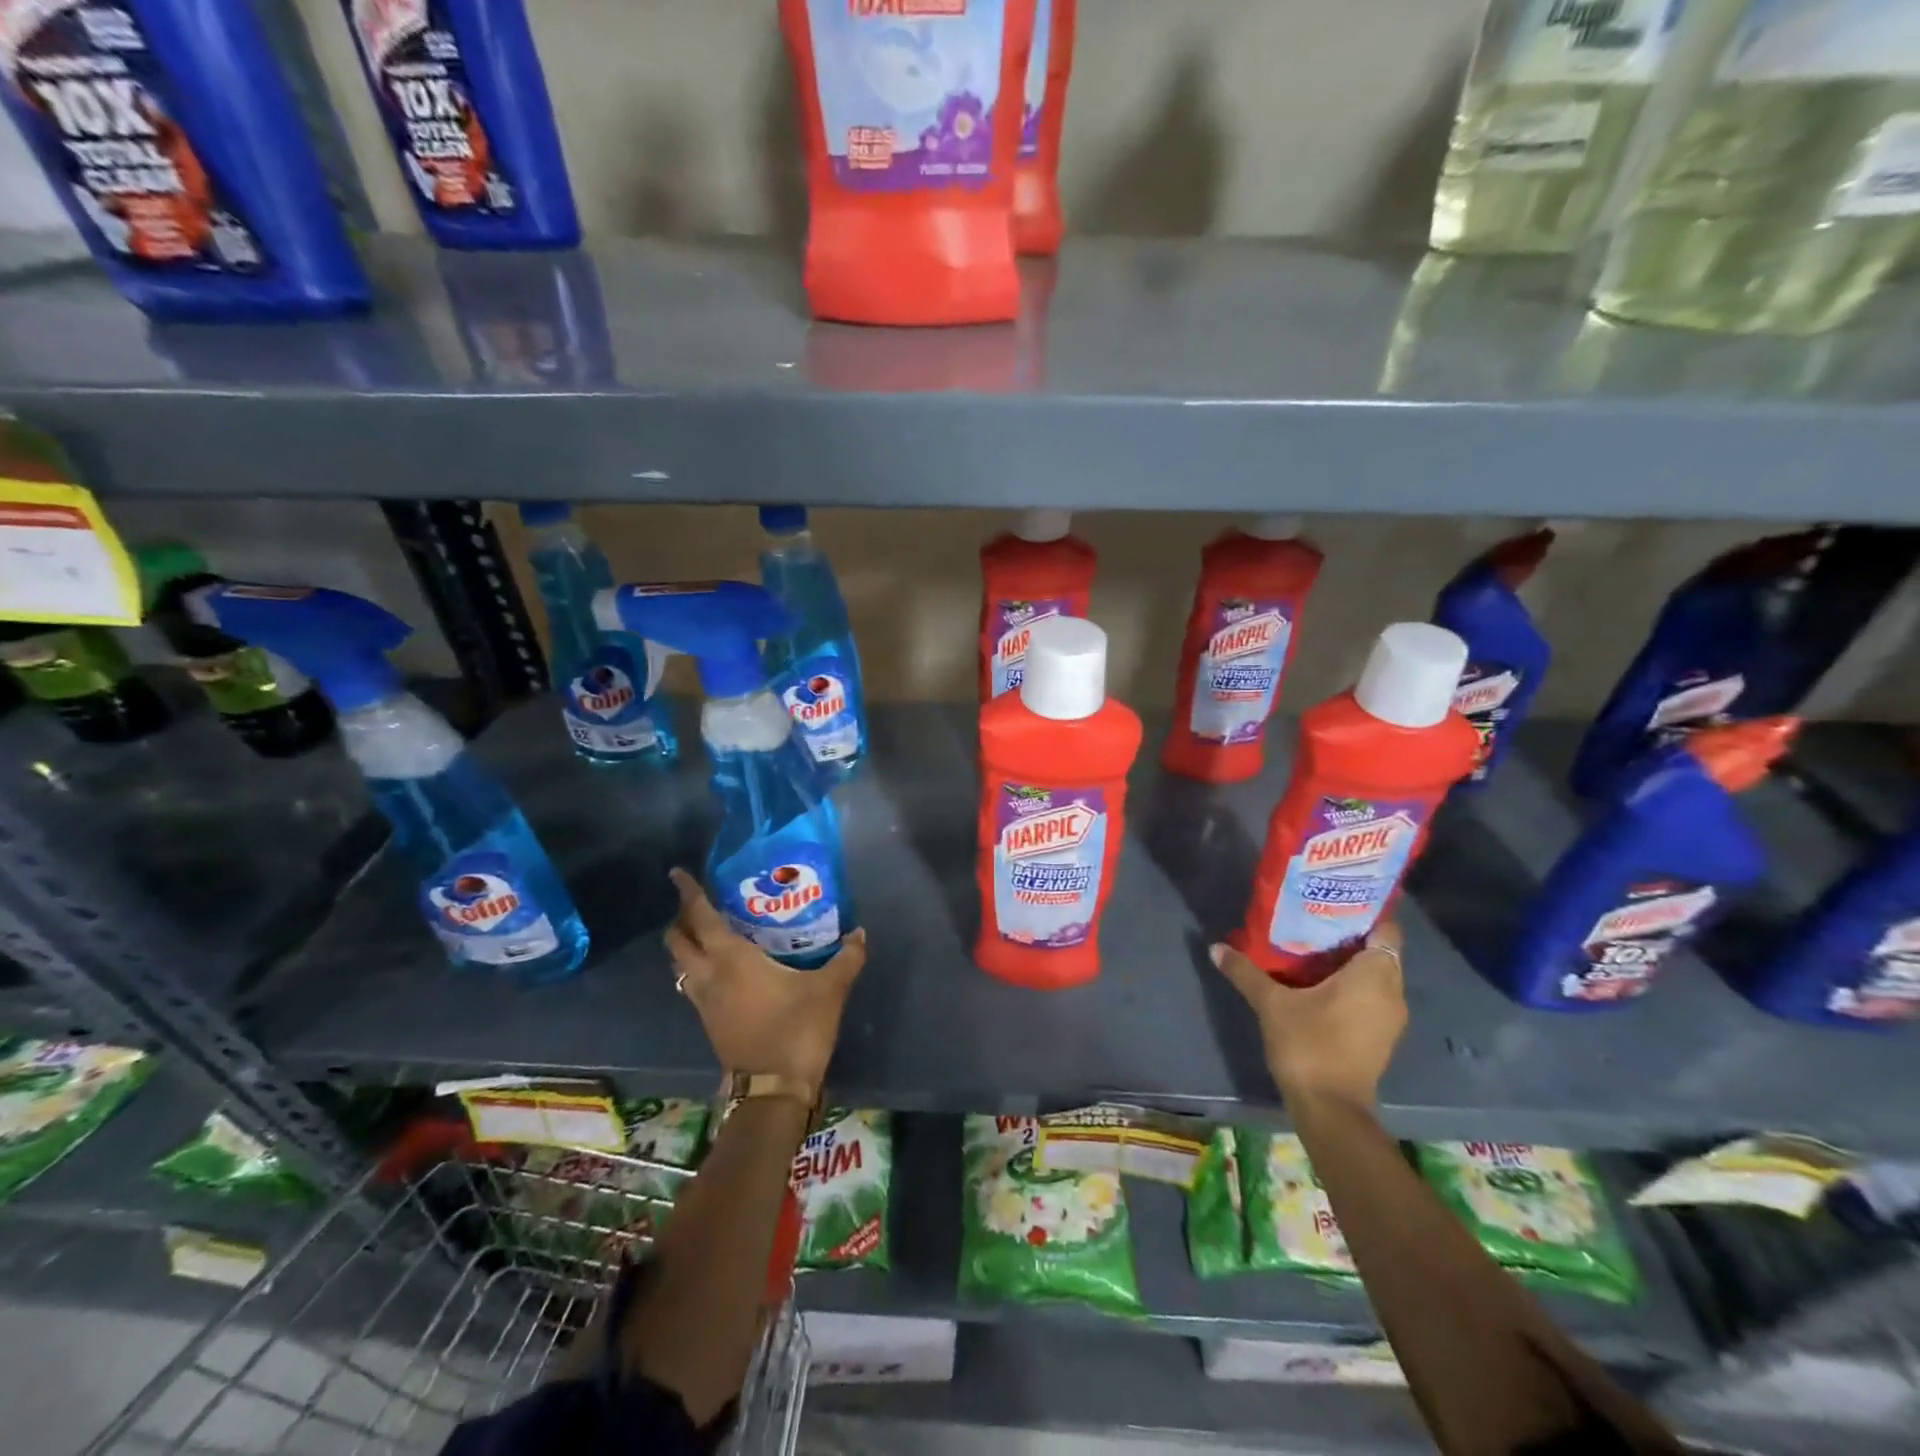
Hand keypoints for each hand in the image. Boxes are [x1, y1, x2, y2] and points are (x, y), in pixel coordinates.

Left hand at [664, 868, 866, 1090]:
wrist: (773, 1088)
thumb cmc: (797, 1028)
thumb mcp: (830, 989)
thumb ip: (847, 957)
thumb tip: (859, 933)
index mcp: (731, 959)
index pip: (701, 917)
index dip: (688, 893)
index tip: (677, 873)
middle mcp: (708, 976)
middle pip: (678, 941)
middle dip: (681, 918)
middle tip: (698, 903)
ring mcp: (703, 1002)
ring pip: (679, 965)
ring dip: (685, 945)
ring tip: (706, 932)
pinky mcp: (708, 1021)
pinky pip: (690, 984)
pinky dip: (695, 968)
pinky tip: (720, 969)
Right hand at [1211, 922, 1406, 1110]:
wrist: (1330, 1109)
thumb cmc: (1308, 1045)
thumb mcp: (1270, 1004)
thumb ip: (1245, 972)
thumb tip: (1215, 947)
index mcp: (1374, 975)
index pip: (1386, 929)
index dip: (1366, 912)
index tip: (1337, 901)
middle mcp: (1392, 992)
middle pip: (1379, 951)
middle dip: (1351, 935)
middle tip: (1315, 919)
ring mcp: (1390, 1017)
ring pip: (1376, 976)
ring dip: (1350, 962)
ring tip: (1313, 946)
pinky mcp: (1381, 1036)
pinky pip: (1372, 996)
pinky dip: (1352, 985)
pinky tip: (1319, 982)